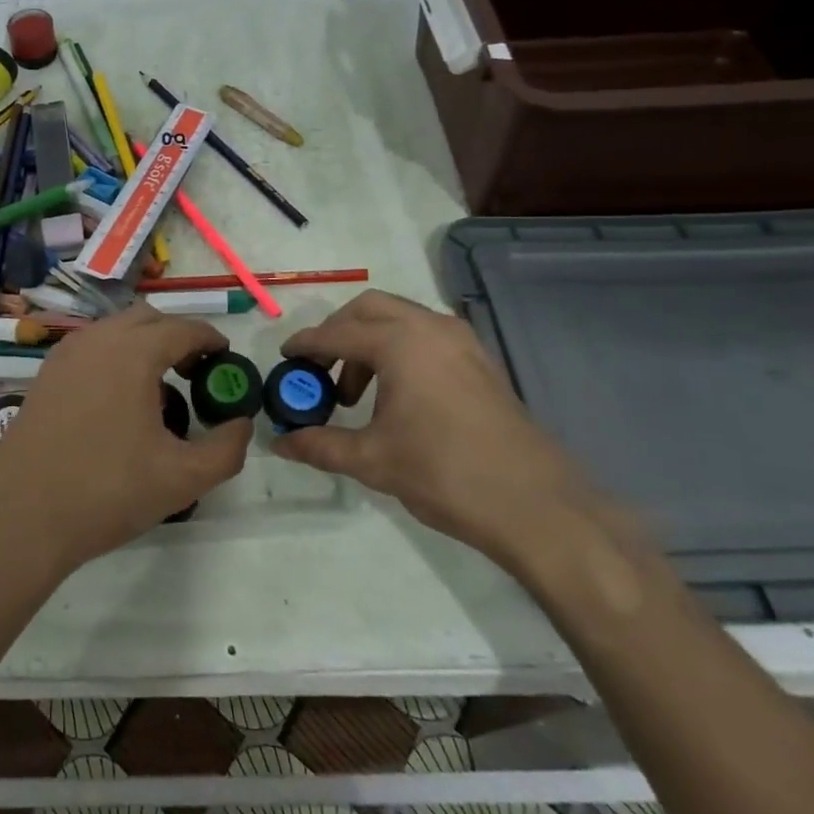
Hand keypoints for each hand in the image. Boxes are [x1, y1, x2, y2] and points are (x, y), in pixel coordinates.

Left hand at [0, 305, 253, 572]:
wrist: (21, 517)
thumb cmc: (107, 493)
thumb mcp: (183, 478)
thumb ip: (227, 449)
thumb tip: (242, 424)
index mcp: (132, 352)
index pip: (183, 328)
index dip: (210, 340)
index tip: (226, 360)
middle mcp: (96, 340)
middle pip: (147, 319)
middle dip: (177, 336)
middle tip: (196, 372)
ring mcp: (64, 355)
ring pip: (115, 331)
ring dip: (143, 345)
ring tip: (160, 389)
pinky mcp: (44, 376)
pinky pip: (91, 349)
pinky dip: (115, 358)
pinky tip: (120, 402)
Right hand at [272, 290, 589, 569]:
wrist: (535, 505)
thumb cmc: (444, 473)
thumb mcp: (372, 459)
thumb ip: (320, 445)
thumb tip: (279, 443)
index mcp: (401, 342)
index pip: (338, 332)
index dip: (306, 344)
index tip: (284, 358)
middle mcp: (431, 328)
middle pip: (370, 309)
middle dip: (338, 332)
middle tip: (320, 370)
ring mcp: (462, 341)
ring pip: (401, 319)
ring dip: (370, 342)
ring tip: (358, 394)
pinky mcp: (480, 361)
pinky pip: (426, 336)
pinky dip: (399, 350)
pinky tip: (396, 395)